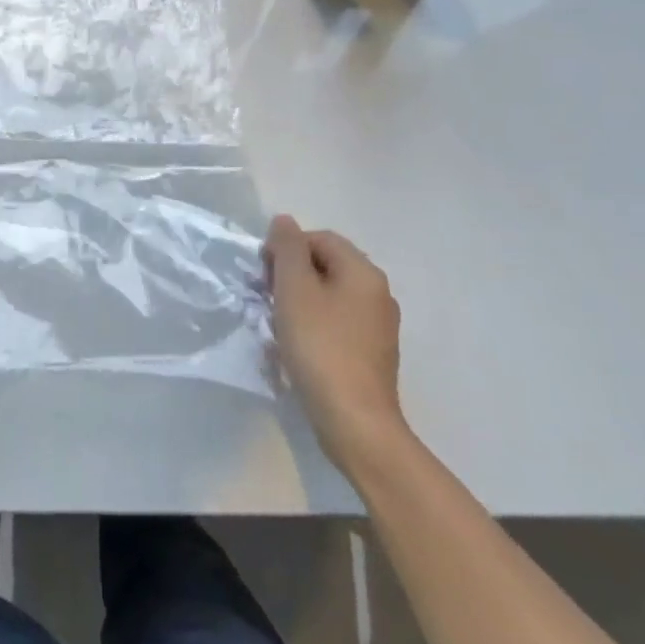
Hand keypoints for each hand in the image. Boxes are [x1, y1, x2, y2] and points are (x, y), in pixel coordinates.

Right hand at [265, 215, 407, 459]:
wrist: (356, 422)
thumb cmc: (320, 347)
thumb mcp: (295, 289)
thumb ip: (287, 248)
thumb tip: (284, 221)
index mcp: (363, 272)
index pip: (319, 238)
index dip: (286, 249)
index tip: (264, 275)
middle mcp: (378, 293)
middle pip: (328, 265)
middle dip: (293, 275)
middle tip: (269, 298)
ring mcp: (380, 326)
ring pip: (332, 295)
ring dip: (302, 301)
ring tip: (280, 324)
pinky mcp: (374, 354)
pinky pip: (339, 323)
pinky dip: (317, 325)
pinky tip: (300, 347)